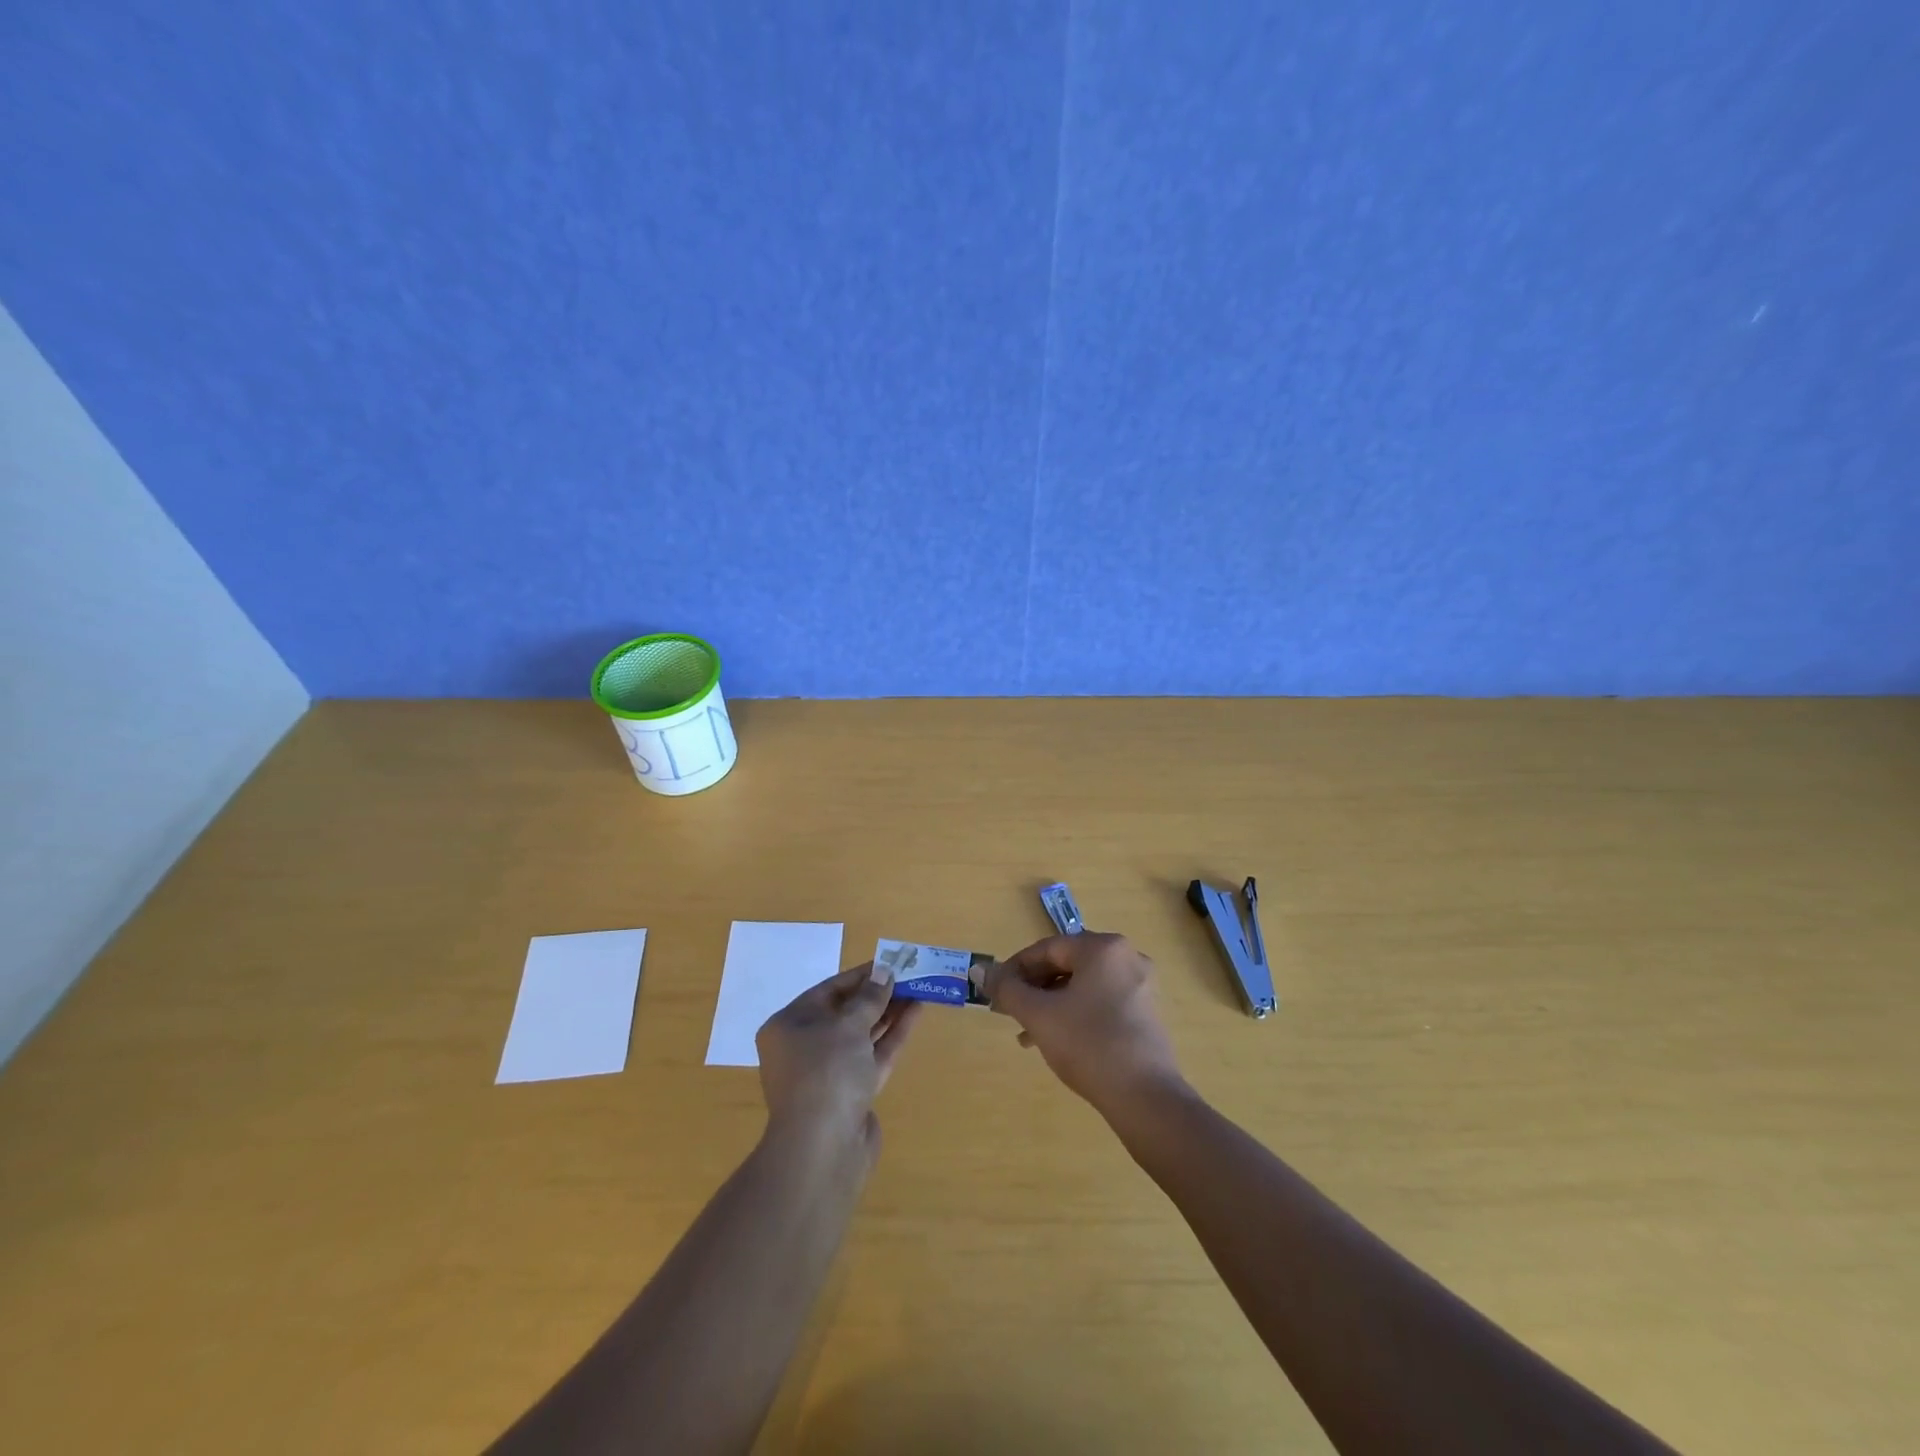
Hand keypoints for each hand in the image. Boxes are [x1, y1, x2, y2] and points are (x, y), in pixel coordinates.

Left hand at [756, 962, 920, 1153]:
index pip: (827, 991)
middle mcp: (805, 1048)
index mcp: (789, 1027)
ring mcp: (829, 1074)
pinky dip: (892, 1036)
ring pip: (862, 1035)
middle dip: (878, 995)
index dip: (860, 976)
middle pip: (846, 1013)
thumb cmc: (826, 1073)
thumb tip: (884, 972)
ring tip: (918, 990)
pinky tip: (915, 1014)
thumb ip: (869, 998)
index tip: (889, 963)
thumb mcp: (848, 1026)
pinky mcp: (852, 1094)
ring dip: (889, 1013)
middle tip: (909, 976)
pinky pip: (872, 1056)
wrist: (823, 1149)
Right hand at [985, 933, 1184, 1113]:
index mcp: (1103, 948)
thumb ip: (1007, 989)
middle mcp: (1126, 957)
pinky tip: (1058, 1041)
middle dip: (1034, 988)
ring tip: (1028, 1034)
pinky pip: (1101, 1002)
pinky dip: (1075, 1014)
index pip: (1047, 948)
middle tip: (1010, 1012)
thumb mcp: (1039, 1015)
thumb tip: (979, 971)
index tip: (995, 992)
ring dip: (1051, 1004)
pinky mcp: (1147, 1013)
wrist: (1145, 1098)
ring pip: (1083, 986)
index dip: (1015, 969)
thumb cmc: (1088, 1045)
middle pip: (1066, 965)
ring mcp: (1141, 986)